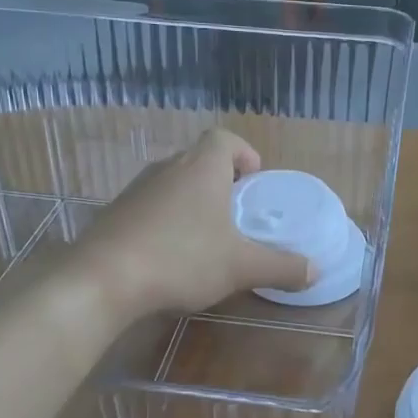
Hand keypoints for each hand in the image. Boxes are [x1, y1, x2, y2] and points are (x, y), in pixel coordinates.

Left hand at [69, 129, 311, 323]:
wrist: (102, 279)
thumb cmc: (181, 259)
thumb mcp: (241, 266)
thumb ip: (280, 266)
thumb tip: (314, 271)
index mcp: (201, 168)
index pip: (224, 139)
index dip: (243, 154)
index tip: (253, 181)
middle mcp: (167, 169)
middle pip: (198, 160)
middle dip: (220, 182)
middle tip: (235, 213)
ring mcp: (135, 190)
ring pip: (172, 184)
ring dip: (191, 202)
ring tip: (205, 236)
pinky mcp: (113, 215)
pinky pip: (149, 207)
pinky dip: (164, 221)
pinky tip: (169, 256)